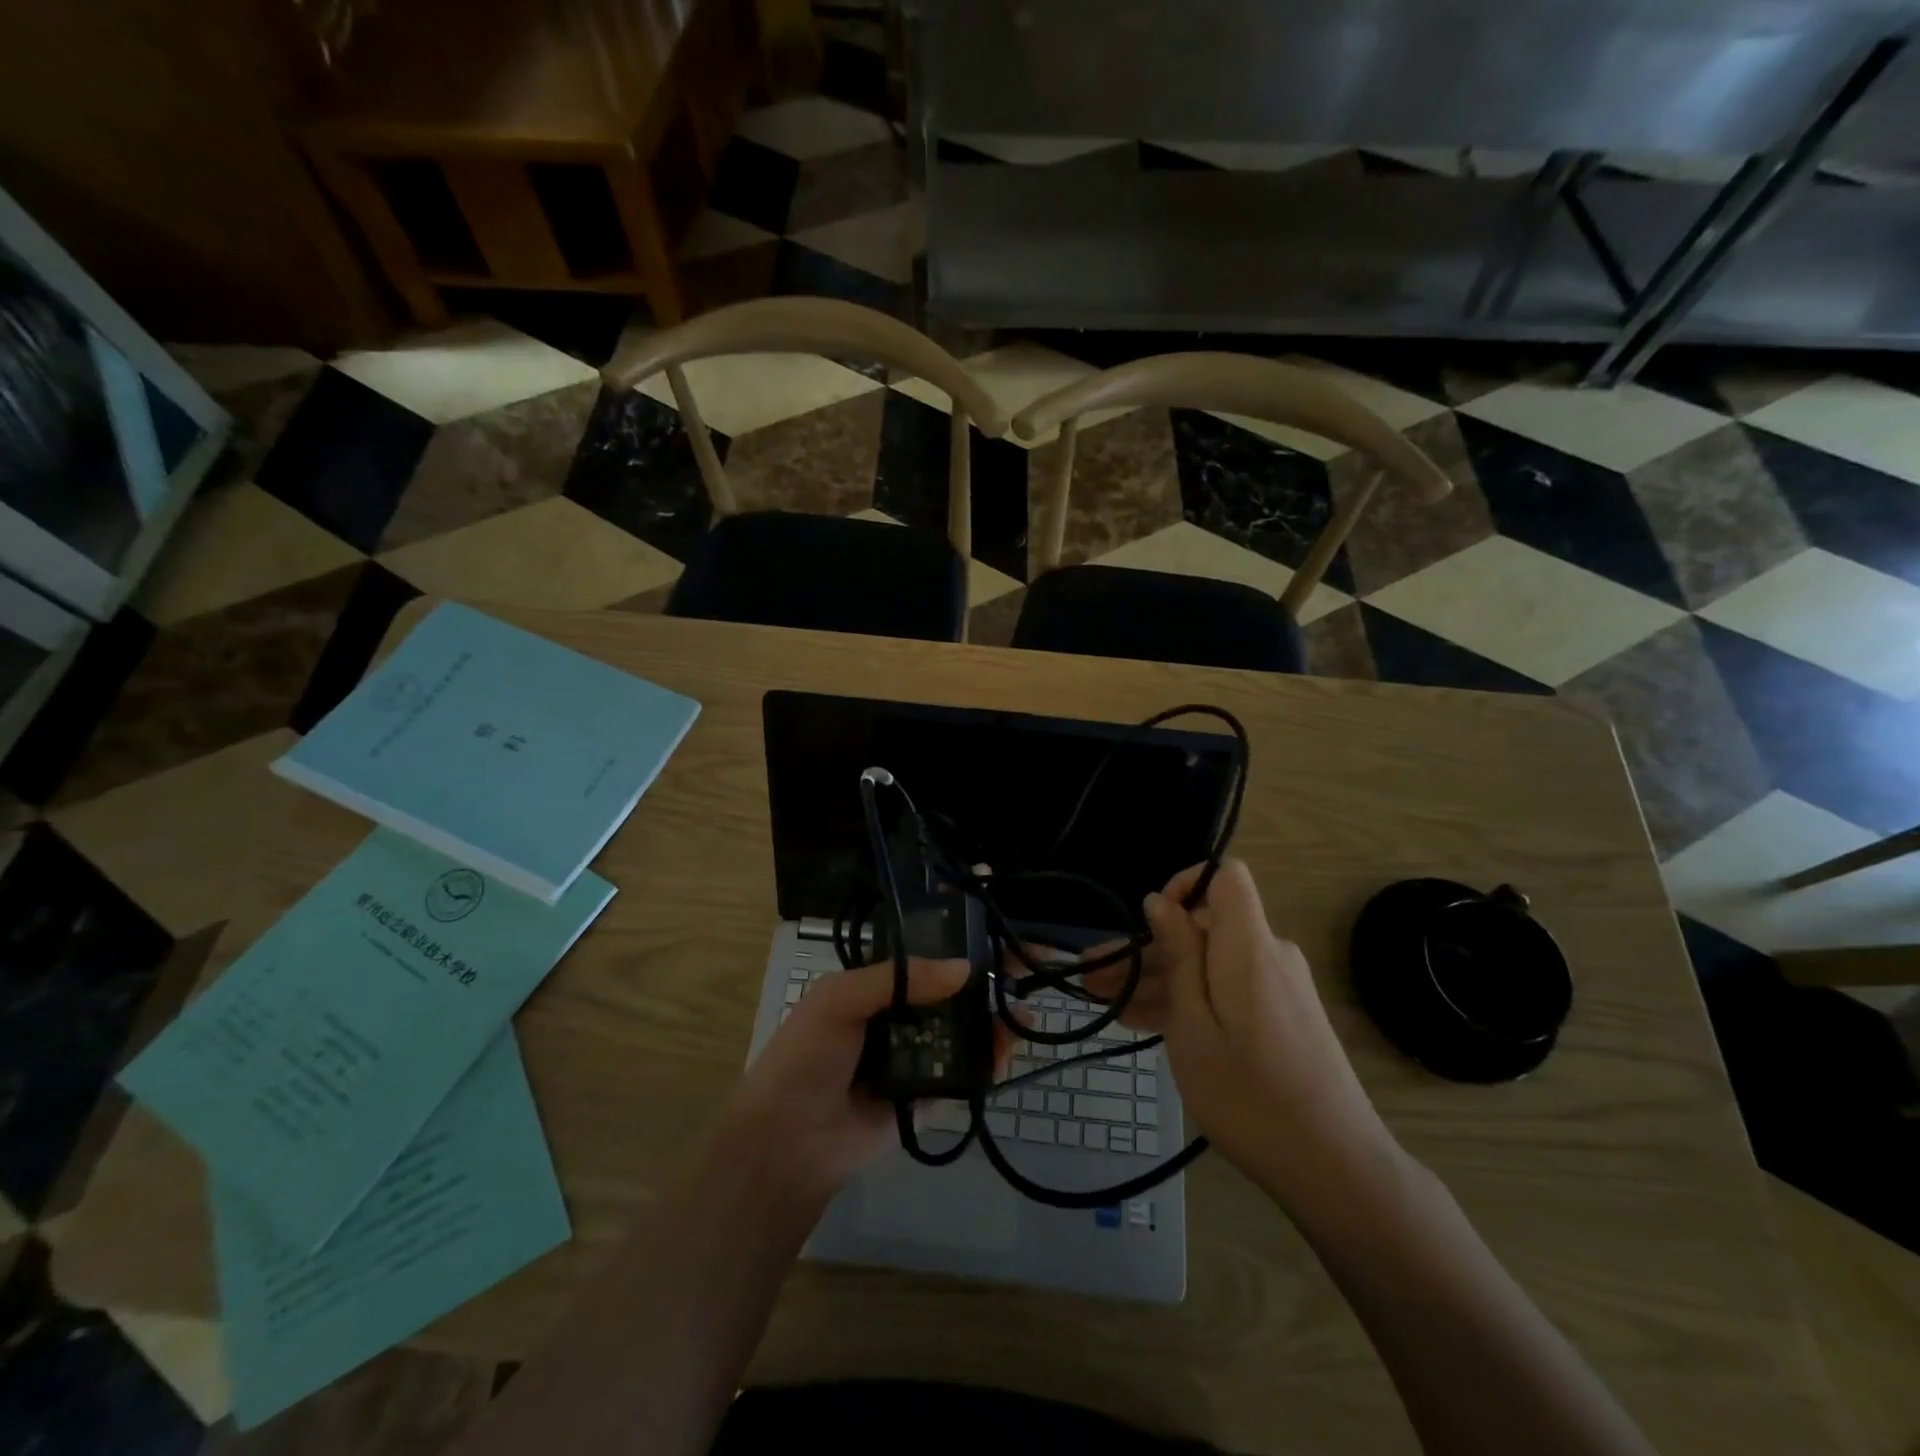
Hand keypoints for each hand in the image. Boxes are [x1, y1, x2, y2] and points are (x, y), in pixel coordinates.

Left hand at [716, 958, 1015, 1210]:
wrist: (788, 1143)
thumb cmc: (807, 1058)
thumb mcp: (840, 1000)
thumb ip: (899, 979)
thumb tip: (965, 968)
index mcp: (877, 987)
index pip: (926, 957)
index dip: (961, 944)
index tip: (999, 931)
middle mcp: (900, 1016)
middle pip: (953, 992)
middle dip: (990, 980)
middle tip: (1033, 968)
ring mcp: (916, 1056)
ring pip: (964, 1030)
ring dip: (996, 1019)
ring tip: (1025, 1014)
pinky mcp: (927, 1095)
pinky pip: (964, 1072)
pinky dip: (989, 1059)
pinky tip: (1007, 1049)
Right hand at [1095, 861, 1398, 1205]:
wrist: (1334, 1168)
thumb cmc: (1249, 1094)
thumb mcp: (1194, 1024)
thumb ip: (1178, 955)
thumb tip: (1161, 901)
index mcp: (1248, 945)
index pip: (1226, 877)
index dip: (1185, 883)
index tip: (1149, 921)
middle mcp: (1267, 956)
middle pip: (1203, 929)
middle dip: (1147, 949)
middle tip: (1093, 978)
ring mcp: (1275, 989)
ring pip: (1207, 966)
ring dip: (1158, 981)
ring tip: (1103, 1003)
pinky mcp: (1279, 1018)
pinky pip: (1224, 993)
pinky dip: (1187, 1002)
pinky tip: (1140, 1021)